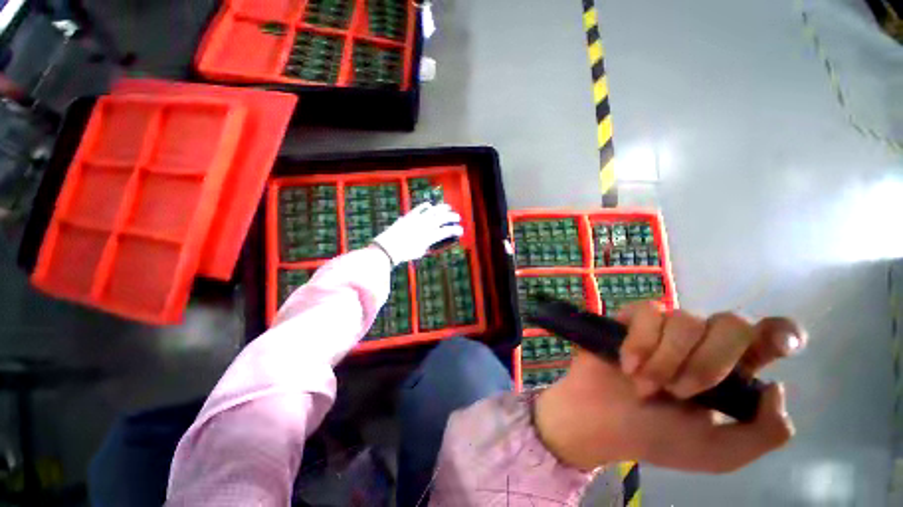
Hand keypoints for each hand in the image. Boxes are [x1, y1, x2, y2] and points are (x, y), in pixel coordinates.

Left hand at [371, 203, 462, 266]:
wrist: (388, 247)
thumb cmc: (404, 253)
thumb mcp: (420, 251)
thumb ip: (427, 244)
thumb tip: (430, 240)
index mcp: (429, 237)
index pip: (447, 231)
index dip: (456, 230)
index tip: (461, 231)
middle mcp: (425, 226)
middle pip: (443, 218)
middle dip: (453, 217)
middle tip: (458, 218)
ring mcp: (417, 219)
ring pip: (433, 210)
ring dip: (442, 208)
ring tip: (448, 207)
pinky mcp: (409, 216)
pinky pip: (419, 208)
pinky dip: (426, 206)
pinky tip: (430, 205)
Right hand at [534, 302, 805, 472]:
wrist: (601, 421)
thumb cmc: (657, 438)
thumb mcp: (718, 452)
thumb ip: (763, 433)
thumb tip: (776, 387)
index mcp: (731, 370)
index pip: (769, 336)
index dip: (782, 332)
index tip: (781, 347)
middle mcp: (704, 342)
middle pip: (733, 323)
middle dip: (709, 362)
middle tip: (681, 392)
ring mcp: (666, 327)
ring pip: (685, 320)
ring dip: (665, 361)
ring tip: (644, 386)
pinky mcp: (632, 318)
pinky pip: (646, 313)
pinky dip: (639, 343)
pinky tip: (627, 365)